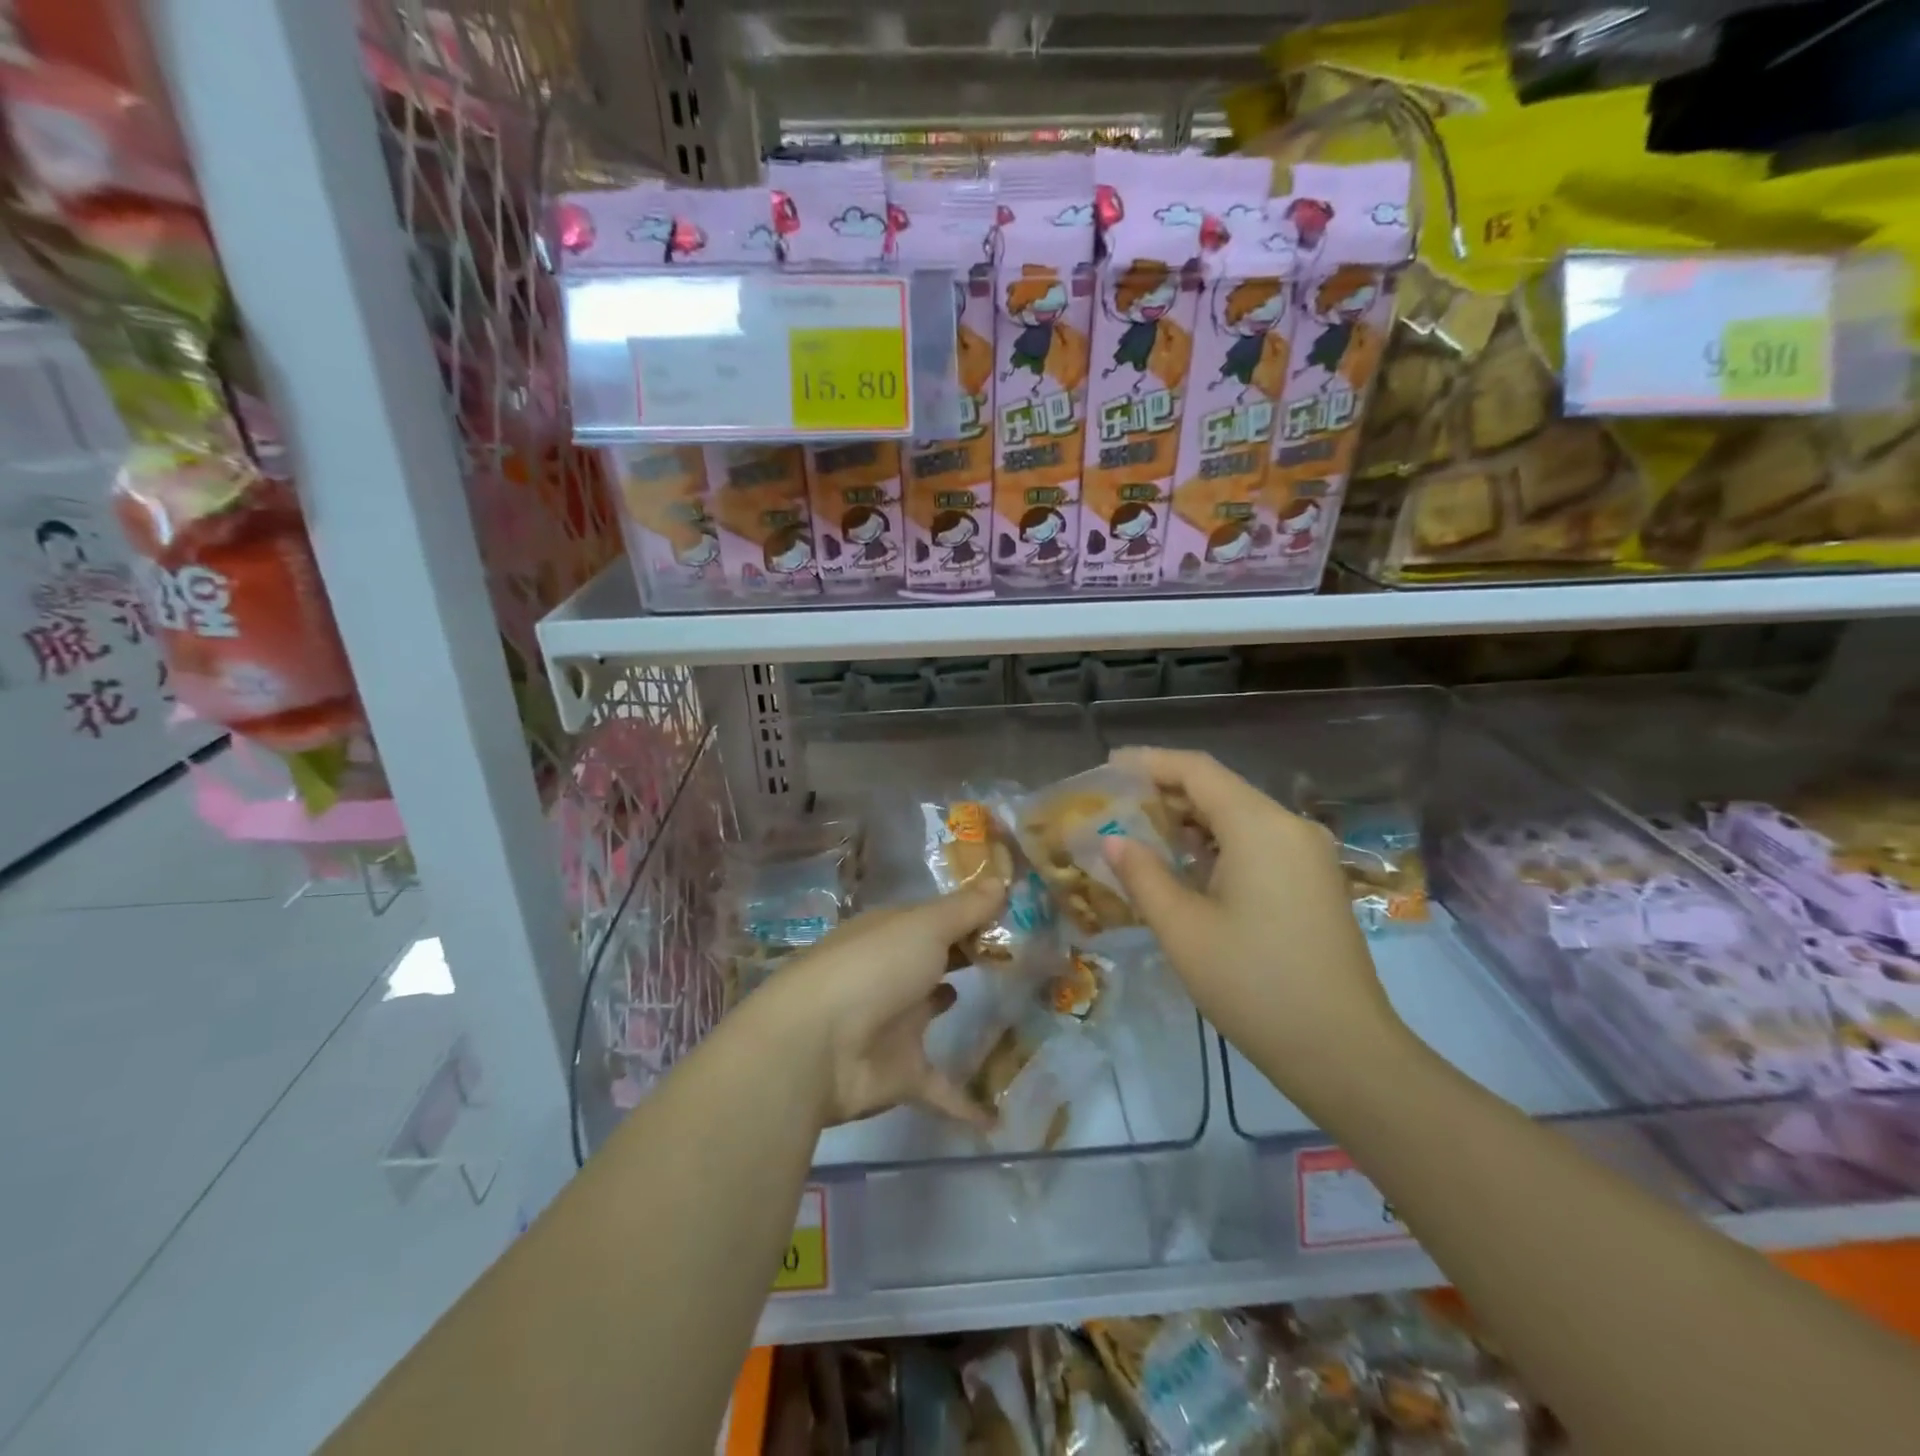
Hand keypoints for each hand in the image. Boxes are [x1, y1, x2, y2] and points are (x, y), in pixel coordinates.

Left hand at [758, 882, 1005, 1127]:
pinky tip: (1001, 1115)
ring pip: (934, 1014)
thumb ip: (966, 909)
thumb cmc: (874, 968)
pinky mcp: (900, 1074)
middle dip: (972, 959)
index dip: (974, 916)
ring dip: (965, 1015)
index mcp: (893, 933)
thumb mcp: (925, 927)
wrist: (815, 1046)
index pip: (938, 918)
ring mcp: (895, 1023)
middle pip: (938, 961)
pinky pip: (941, 1088)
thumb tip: (1002, 879)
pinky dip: (966, 1103)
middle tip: (1030, 960)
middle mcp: (893, 972)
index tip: (1020, 917)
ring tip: (1021, 1013)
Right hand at [1100, 746, 1408, 1087]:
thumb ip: (1142, 874)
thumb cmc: (1253, 984)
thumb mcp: (1182, 928)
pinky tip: (1186, 864)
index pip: (1197, 770)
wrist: (1343, 1051)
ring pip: (1239, 816)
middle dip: (1166, 792)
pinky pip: (1258, 842)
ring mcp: (1308, 854)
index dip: (1149, 762)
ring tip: (1142, 833)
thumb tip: (1112, 840)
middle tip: (1116, 806)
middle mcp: (1289, 827)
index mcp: (1259, 826)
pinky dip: (1217, 843)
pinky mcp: (1314, 881)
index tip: (1108, 768)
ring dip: (1191, 819)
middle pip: (1219, 789)